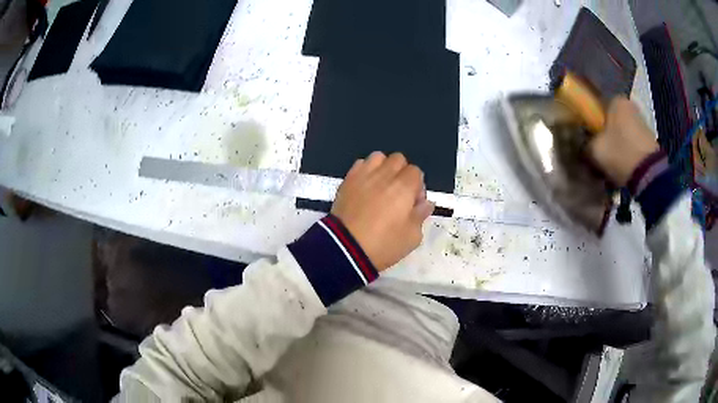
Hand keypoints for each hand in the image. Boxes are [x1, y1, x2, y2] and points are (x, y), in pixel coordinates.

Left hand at [331, 152, 434, 270]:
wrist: (346, 249)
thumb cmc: (383, 244)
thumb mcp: (412, 237)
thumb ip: (421, 215)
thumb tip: (426, 203)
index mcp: (404, 187)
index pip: (416, 171)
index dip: (417, 186)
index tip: (413, 203)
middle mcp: (385, 175)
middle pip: (398, 159)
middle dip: (402, 173)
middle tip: (398, 194)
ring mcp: (364, 175)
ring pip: (378, 157)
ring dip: (383, 168)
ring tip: (381, 186)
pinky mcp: (347, 180)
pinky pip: (360, 164)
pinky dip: (365, 171)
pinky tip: (365, 187)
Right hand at [588, 97, 659, 185]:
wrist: (649, 174)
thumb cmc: (619, 153)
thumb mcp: (594, 149)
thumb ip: (585, 144)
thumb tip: (583, 146)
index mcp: (615, 100)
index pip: (597, 109)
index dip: (590, 125)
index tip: (586, 141)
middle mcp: (630, 106)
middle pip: (611, 123)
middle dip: (605, 138)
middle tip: (598, 155)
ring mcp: (643, 124)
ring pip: (622, 135)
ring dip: (616, 148)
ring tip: (609, 166)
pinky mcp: (650, 142)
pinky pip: (632, 147)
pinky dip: (627, 156)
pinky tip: (621, 170)